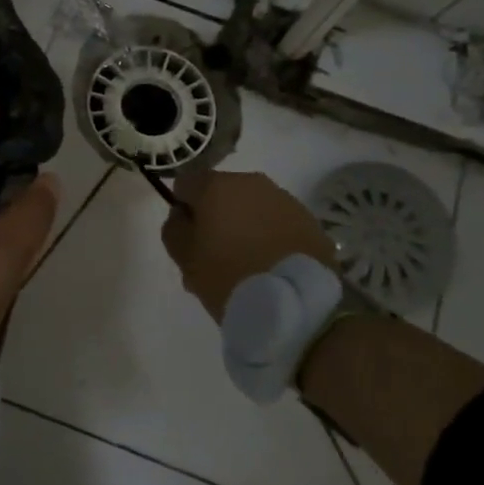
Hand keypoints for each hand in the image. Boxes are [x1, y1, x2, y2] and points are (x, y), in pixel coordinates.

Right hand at [160, 170, 338, 321]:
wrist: (295, 302)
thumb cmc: (228, 276)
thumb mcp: (184, 258)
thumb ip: (174, 229)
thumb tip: (182, 214)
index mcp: (216, 186)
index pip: (185, 184)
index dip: (182, 209)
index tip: (188, 238)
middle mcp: (251, 182)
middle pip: (221, 193)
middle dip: (215, 218)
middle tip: (215, 256)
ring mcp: (284, 199)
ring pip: (252, 207)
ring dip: (244, 226)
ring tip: (246, 265)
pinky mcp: (309, 220)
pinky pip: (277, 222)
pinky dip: (270, 236)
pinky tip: (270, 266)